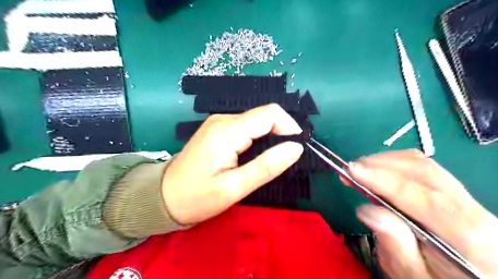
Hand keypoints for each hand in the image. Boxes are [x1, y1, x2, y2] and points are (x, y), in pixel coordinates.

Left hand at [163, 104, 303, 223]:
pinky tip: (254, 154)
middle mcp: (222, 120)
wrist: (163, 196)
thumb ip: (266, 167)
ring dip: (270, 136)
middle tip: (284, 158)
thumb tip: (296, 148)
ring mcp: (218, 122)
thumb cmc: (197, 197)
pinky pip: (246, 125)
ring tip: (270, 159)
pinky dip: (258, 137)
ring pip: (256, 120)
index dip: (289, 127)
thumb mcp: (234, 188)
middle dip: (281, 132)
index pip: (269, 114)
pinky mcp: (217, 128)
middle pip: (263, 115)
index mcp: (226, 132)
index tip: (296, 148)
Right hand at [347, 150, 497, 278]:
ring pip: (423, 165)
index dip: (384, 180)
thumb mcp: (410, 273)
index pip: (424, 198)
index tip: (353, 171)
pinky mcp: (453, 191)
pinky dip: (394, 163)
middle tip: (350, 169)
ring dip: (385, 161)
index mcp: (468, 238)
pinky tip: (377, 171)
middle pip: (424, 172)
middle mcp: (472, 210)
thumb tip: (366, 210)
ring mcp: (465, 197)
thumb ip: (394, 244)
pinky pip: (422, 167)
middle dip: (381, 165)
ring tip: (360, 170)